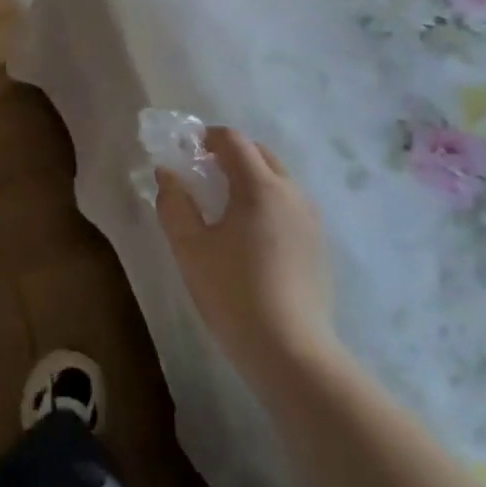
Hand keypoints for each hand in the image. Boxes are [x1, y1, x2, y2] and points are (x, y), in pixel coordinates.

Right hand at [156, 128, 332, 378]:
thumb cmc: (231, 291)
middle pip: (261, 155)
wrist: (288, 348)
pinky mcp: (318, 245)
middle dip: (231, 155)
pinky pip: (289, 206)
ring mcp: (311, 220)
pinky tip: (249, 236)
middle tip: (202, 174)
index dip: (208, 137)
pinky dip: (267, 203)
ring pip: (278, 181)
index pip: (234, 141)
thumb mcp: (189, 247)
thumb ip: (174, 203)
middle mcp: (292, 193)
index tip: (187, 150)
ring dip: (250, 178)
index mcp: (260, 186)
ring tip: (224, 206)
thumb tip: (168, 173)